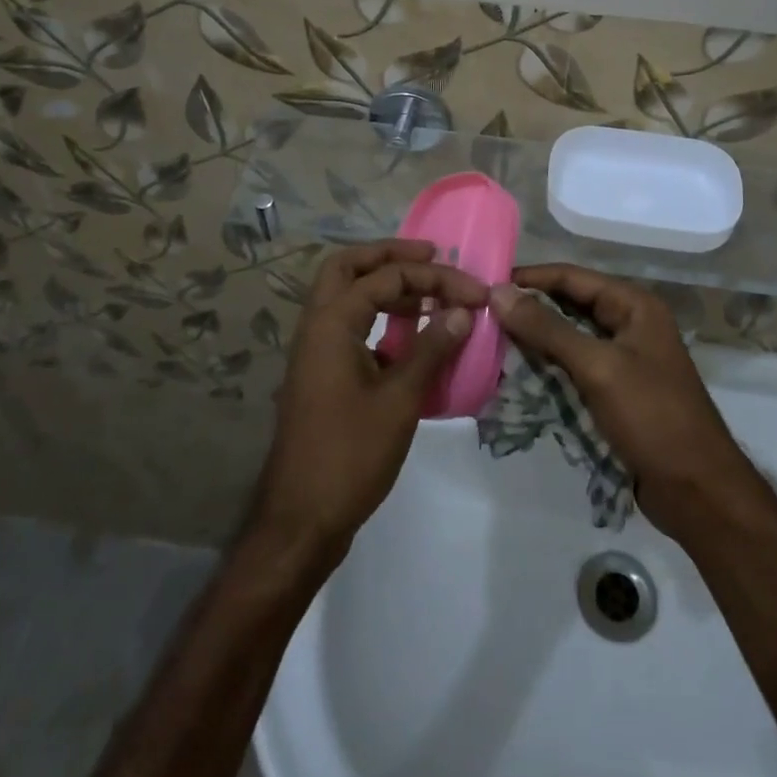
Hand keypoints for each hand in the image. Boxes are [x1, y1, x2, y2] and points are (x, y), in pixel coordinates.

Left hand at [249, 240, 487, 565]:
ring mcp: (315, 352)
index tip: (476, 293)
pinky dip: (378, 318)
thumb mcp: (399, 399)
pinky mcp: (322, 375)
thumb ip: (431, 348)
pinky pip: (349, 326)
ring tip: (428, 294)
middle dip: (390, 255)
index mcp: (331, 324)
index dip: (434, 278)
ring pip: (345, 296)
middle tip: (432, 258)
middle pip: (347, 267)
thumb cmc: (350, 455)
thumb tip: (463, 310)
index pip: (385, 276)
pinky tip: (411, 338)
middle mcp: (316, 327)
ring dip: (384, 285)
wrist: (300, 520)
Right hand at [489, 265, 767, 543]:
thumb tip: (499, 292)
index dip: (530, 277)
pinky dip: (548, 367)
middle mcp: (629, 324)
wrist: (698, 491)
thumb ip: (547, 328)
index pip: (572, 277)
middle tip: (482, 314)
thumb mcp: (597, 367)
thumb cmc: (652, 417)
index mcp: (634, 305)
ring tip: (490, 340)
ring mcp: (624, 359)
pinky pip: (575, 367)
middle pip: (570, 304)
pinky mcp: (616, 391)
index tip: (486, 284)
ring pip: (569, 337)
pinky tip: (517, 373)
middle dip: (529, 308)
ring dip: (535, 339)